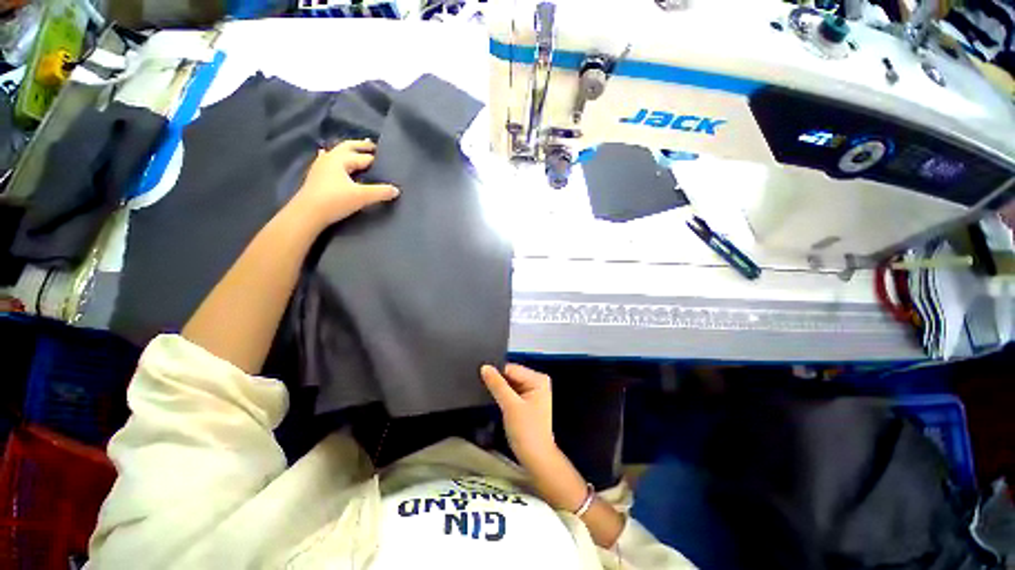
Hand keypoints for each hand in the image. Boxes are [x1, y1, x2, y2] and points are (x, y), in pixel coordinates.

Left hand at [290, 139, 398, 228]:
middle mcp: (330, 159)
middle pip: (347, 148)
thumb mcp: (362, 197)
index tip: (387, 157)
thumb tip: (396, 190)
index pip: (363, 157)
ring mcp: (321, 167)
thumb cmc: (335, 201)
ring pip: (337, 154)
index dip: (376, 158)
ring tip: (355, 150)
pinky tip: (324, 154)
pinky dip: (331, 157)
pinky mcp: (316, 177)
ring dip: (347, 152)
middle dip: (360, 146)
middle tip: (372, 144)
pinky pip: (326, 161)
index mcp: (340, 159)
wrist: (308, 214)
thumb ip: (380, 192)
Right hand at [481, 364, 557, 467]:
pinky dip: (503, 395)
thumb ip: (497, 385)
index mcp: (538, 379)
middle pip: (511, 375)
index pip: (512, 369)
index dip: (496, 372)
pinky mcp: (527, 401)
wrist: (536, 459)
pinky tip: (493, 398)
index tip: (479, 376)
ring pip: (510, 383)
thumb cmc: (526, 431)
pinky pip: (512, 392)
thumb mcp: (510, 406)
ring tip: (483, 390)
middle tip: (479, 384)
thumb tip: (485, 367)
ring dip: (499, 388)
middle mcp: (537, 381)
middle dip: (498, 380)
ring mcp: (532, 391)